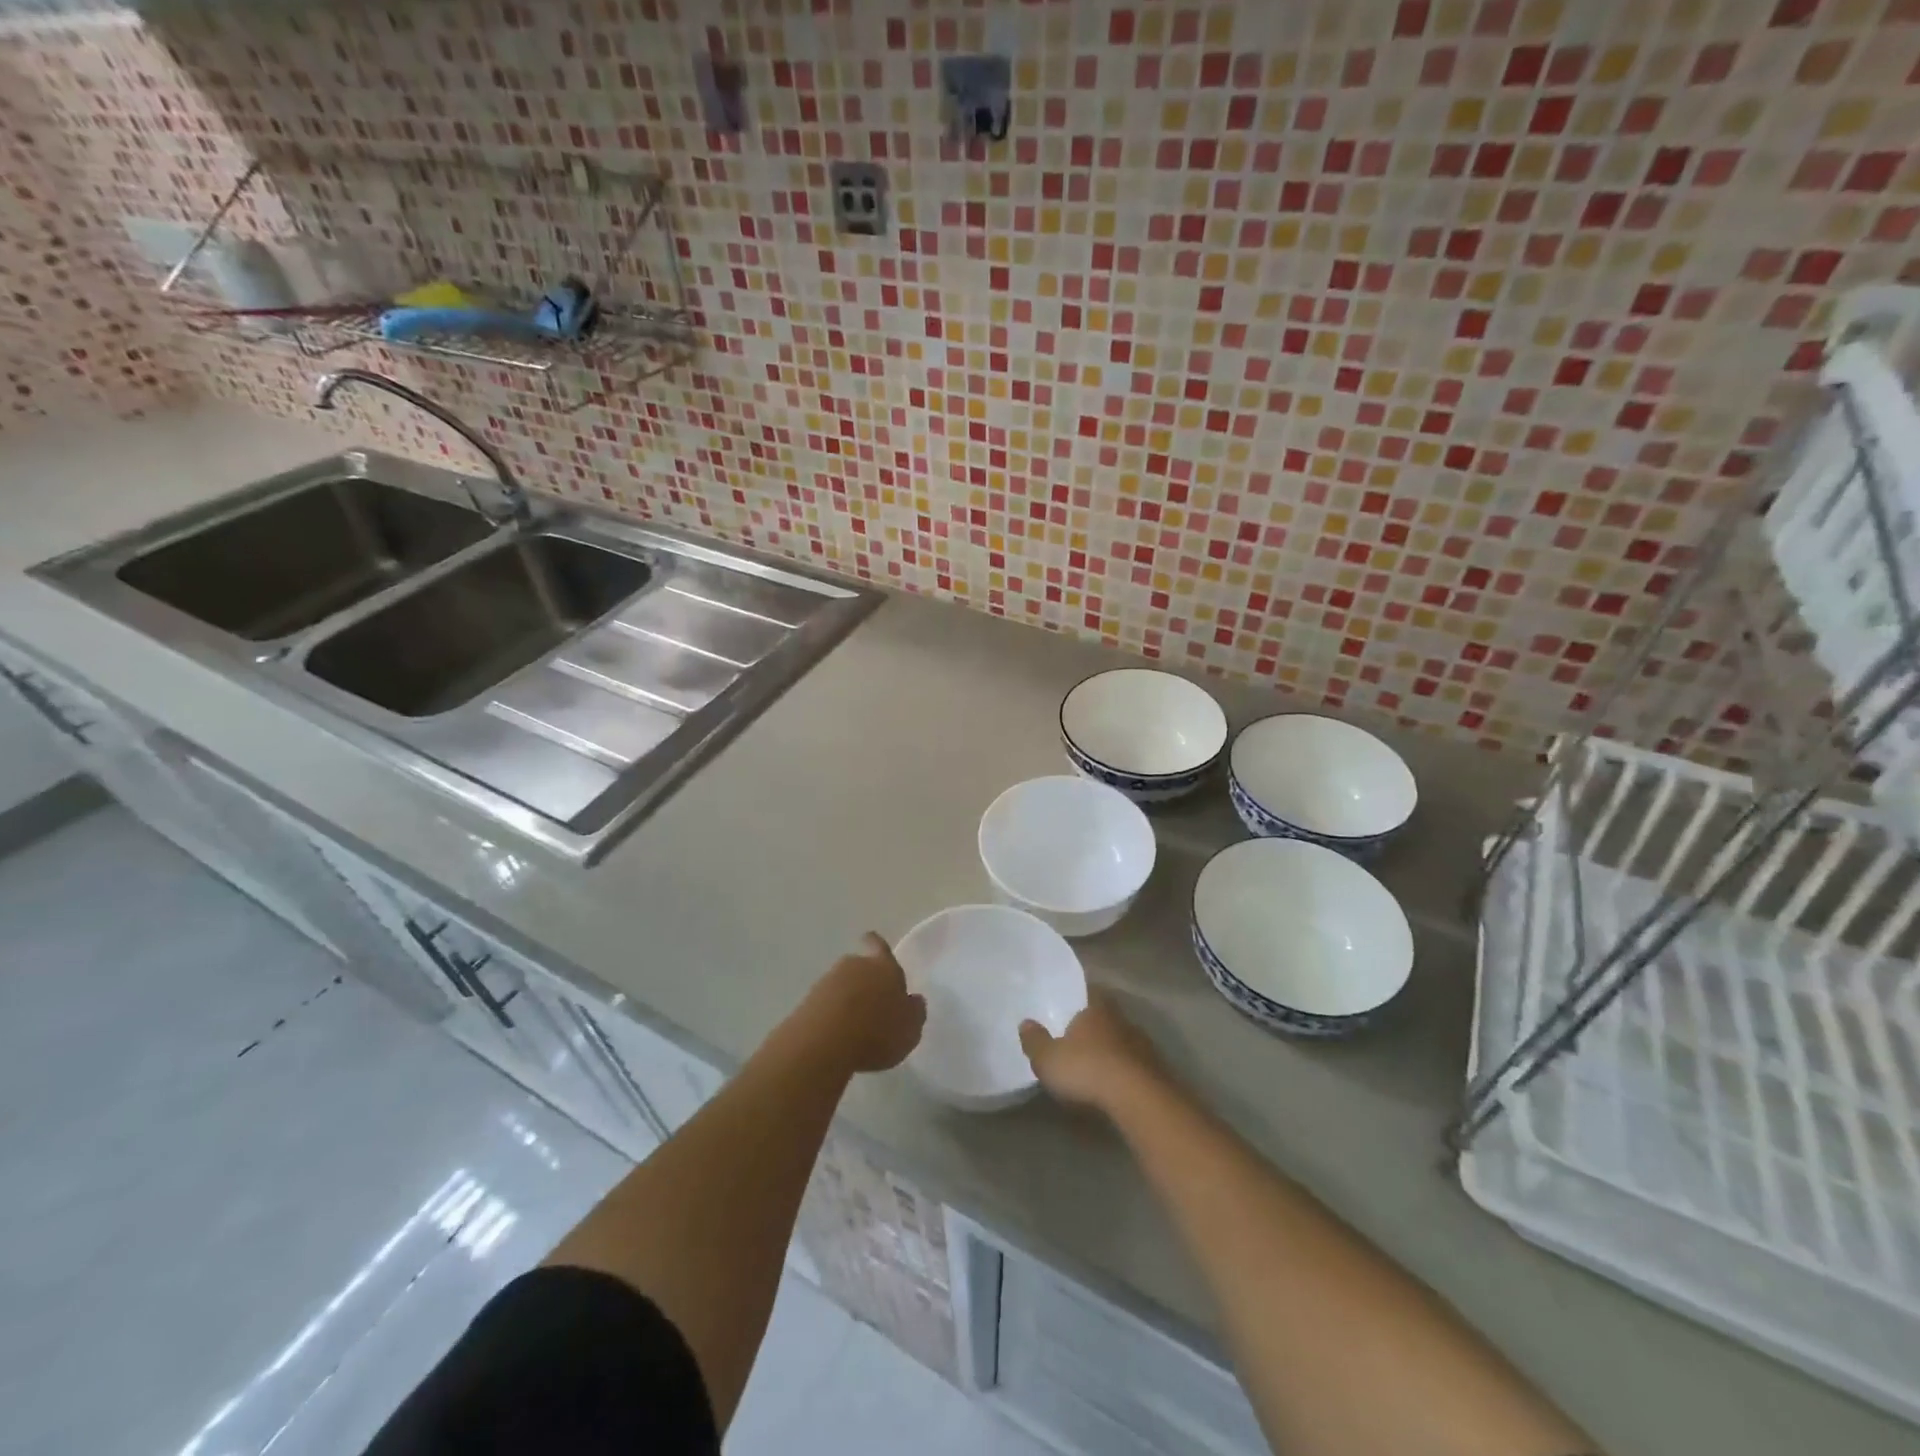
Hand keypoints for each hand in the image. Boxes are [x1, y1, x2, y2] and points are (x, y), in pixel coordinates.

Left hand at [798, 933, 925, 1073]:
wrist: (824, 1042)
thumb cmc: (877, 1031)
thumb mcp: (909, 1029)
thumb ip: (914, 1012)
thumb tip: (914, 1000)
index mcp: (884, 967)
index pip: (880, 946)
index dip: (876, 945)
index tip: (871, 942)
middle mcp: (855, 966)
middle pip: (859, 966)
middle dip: (864, 981)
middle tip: (872, 1004)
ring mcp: (827, 982)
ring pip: (841, 985)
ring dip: (847, 999)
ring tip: (855, 1027)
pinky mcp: (807, 1002)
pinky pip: (825, 1004)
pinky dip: (831, 1015)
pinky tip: (837, 1036)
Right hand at [1020, 992, 1164, 1113]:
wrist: (1139, 1099)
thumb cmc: (1088, 1069)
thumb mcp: (1048, 1059)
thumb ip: (1035, 1041)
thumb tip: (1025, 1022)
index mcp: (1095, 1008)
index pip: (1089, 991)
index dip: (1080, 996)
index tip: (1070, 1003)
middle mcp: (1121, 1019)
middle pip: (1107, 1015)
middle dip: (1095, 1025)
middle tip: (1080, 1036)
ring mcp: (1142, 1043)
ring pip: (1123, 1039)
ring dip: (1112, 1048)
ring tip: (1097, 1063)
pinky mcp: (1156, 1069)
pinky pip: (1135, 1063)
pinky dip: (1125, 1070)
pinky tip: (1116, 1083)